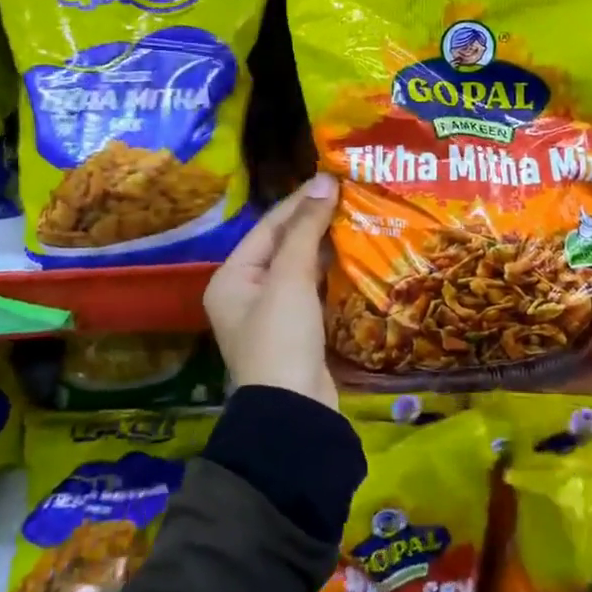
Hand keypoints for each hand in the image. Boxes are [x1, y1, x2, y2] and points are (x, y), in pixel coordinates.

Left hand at [203, 172, 340, 407]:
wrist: (295, 414)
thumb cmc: (281, 338)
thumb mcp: (290, 279)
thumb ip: (306, 229)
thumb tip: (325, 181)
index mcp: (232, 277)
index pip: (269, 227)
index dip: (301, 201)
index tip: (333, 178)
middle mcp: (247, 293)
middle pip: (285, 246)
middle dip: (316, 222)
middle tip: (352, 196)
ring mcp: (273, 314)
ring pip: (302, 268)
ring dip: (328, 247)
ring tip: (359, 219)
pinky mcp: (299, 332)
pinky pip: (315, 290)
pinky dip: (333, 273)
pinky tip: (358, 256)